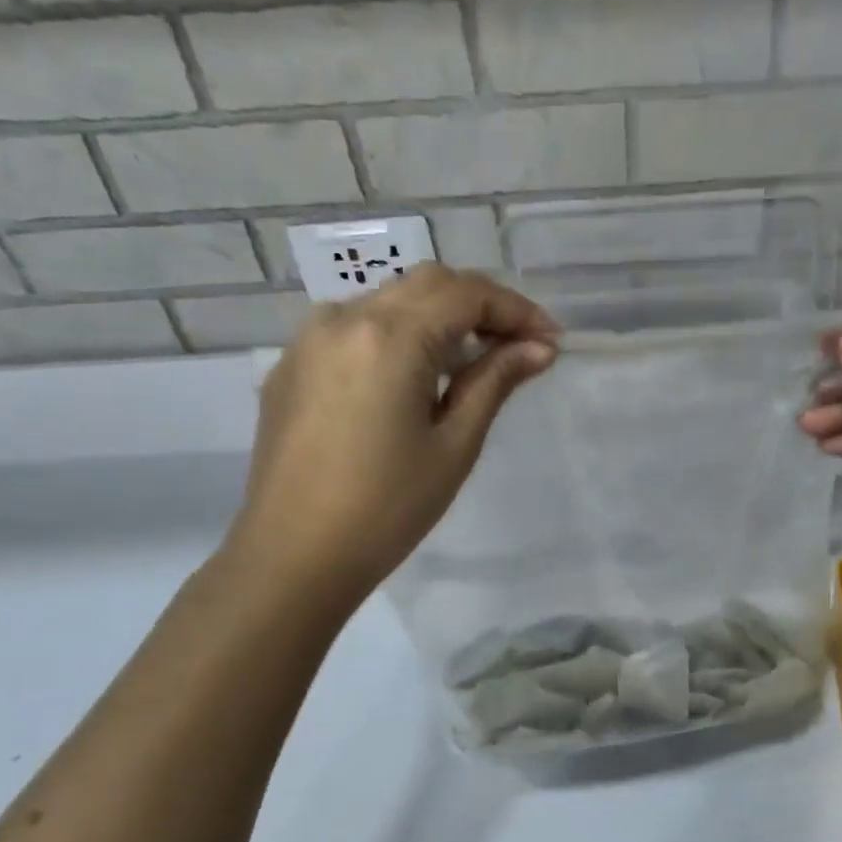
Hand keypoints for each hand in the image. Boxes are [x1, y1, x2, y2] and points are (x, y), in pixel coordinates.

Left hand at [224, 265, 557, 601]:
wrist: (293, 557)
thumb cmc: (387, 508)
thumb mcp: (454, 445)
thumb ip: (495, 382)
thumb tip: (538, 349)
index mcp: (390, 337)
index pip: (467, 294)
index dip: (517, 310)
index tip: (549, 341)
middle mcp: (345, 319)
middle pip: (428, 284)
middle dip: (480, 305)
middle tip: (518, 346)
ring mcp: (309, 339)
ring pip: (389, 300)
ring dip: (438, 316)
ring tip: (471, 361)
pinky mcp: (292, 365)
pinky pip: (355, 327)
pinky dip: (398, 334)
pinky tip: (414, 377)